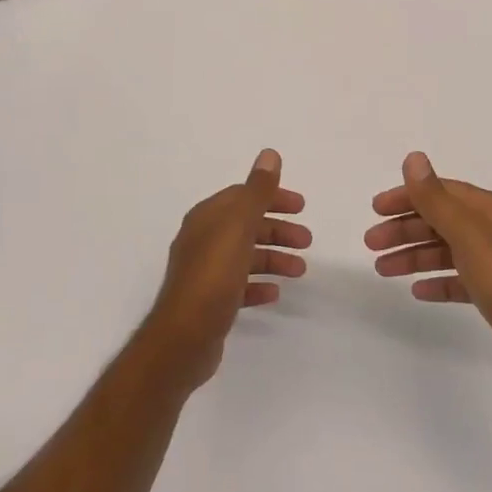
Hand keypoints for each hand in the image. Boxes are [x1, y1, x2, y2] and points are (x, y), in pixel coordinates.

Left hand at [142, 149, 310, 389]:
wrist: (183, 338)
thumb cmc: (213, 275)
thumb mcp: (239, 226)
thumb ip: (257, 191)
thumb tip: (269, 154)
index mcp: (208, 217)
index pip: (244, 196)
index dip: (273, 197)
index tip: (301, 207)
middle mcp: (204, 239)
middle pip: (247, 226)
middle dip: (278, 230)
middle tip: (308, 240)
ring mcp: (206, 272)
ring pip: (246, 256)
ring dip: (274, 257)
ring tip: (300, 270)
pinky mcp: (210, 301)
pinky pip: (240, 286)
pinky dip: (259, 284)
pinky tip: (275, 293)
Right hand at [365, 151, 491, 389]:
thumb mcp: (466, 233)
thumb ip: (435, 198)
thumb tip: (413, 158)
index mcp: (487, 210)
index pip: (440, 192)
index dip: (407, 196)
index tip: (376, 209)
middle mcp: (491, 231)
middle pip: (439, 221)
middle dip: (404, 229)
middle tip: (371, 243)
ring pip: (444, 251)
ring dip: (413, 256)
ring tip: (381, 269)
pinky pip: (457, 280)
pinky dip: (435, 281)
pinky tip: (417, 291)